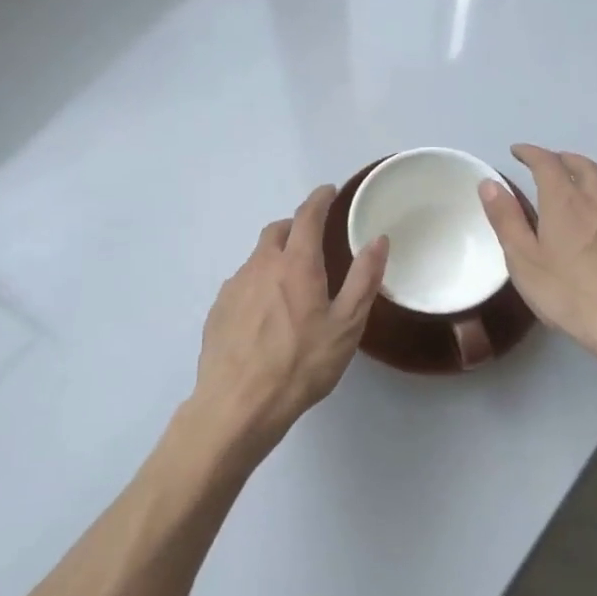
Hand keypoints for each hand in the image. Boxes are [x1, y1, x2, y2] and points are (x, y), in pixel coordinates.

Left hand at [189, 185, 387, 460]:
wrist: (238, 404)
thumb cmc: (301, 364)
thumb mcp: (346, 325)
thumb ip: (363, 279)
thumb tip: (378, 239)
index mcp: (296, 264)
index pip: (307, 216)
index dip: (319, 199)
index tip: (328, 191)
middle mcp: (261, 266)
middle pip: (276, 231)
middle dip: (295, 226)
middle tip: (312, 240)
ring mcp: (234, 287)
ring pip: (257, 258)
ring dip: (275, 257)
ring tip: (291, 284)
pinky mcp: (218, 309)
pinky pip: (242, 283)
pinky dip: (258, 283)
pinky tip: (265, 314)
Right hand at [478, 144, 596, 372]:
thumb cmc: (571, 294)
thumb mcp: (524, 261)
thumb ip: (506, 220)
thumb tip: (490, 183)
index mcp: (566, 202)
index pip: (547, 162)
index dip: (531, 153)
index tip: (518, 152)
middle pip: (583, 165)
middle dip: (562, 158)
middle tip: (548, 164)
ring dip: (585, 181)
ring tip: (572, 195)